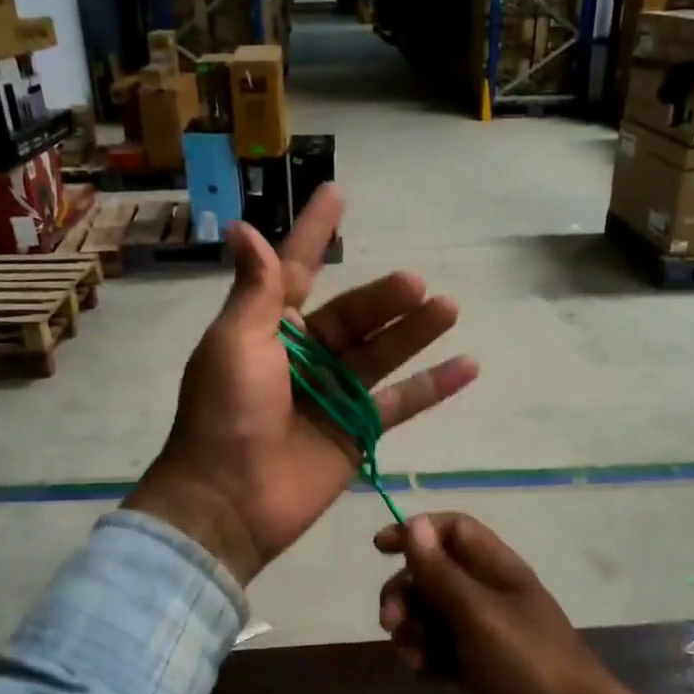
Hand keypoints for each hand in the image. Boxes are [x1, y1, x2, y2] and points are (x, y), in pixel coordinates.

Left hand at [126, 185, 477, 583]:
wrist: (231, 501)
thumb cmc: (226, 413)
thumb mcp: (236, 343)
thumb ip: (255, 289)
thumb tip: (244, 227)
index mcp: (267, 328)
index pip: (297, 268)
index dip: (316, 232)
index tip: (338, 193)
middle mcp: (303, 356)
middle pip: (354, 315)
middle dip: (384, 297)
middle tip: (415, 284)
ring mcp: (333, 395)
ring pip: (381, 353)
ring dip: (414, 332)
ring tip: (449, 308)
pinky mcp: (356, 432)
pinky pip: (399, 403)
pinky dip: (432, 386)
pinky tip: (467, 366)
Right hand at [375, 513, 643, 693]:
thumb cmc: (527, 663)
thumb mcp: (478, 615)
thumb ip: (442, 573)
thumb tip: (414, 523)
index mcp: (495, 569)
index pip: (451, 530)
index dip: (416, 532)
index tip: (381, 548)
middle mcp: (485, 592)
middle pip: (431, 572)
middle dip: (404, 592)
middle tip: (391, 622)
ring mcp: (479, 630)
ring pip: (428, 613)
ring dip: (411, 630)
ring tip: (413, 658)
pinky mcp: (474, 664)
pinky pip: (436, 648)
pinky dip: (424, 656)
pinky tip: (424, 675)